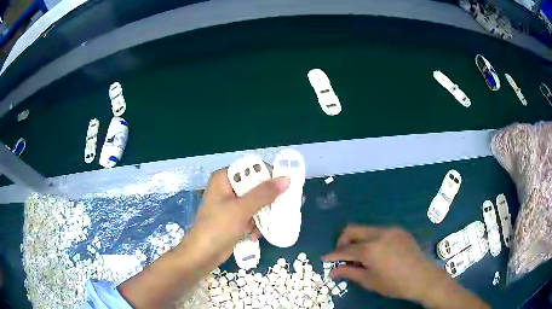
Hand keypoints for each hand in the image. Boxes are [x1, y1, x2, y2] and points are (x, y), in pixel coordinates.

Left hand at [179, 169, 288, 272]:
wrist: (203, 255)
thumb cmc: (218, 228)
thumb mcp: (241, 209)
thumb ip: (264, 193)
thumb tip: (286, 179)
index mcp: (224, 178)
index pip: (252, 168)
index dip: (270, 175)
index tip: (287, 185)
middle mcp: (228, 188)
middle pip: (256, 186)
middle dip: (270, 199)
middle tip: (288, 204)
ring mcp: (231, 204)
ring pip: (256, 202)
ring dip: (264, 214)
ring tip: (272, 223)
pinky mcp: (234, 218)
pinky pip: (252, 215)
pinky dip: (256, 224)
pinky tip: (255, 235)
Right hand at [322, 225, 449, 302]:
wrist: (422, 277)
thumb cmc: (394, 284)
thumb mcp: (369, 281)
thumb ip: (349, 272)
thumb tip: (332, 271)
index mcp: (370, 248)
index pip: (345, 249)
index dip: (333, 255)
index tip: (325, 258)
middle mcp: (379, 234)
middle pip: (353, 230)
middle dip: (342, 241)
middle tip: (341, 255)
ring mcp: (391, 229)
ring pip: (366, 229)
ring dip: (358, 240)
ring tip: (360, 256)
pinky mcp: (399, 230)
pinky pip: (379, 231)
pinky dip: (371, 239)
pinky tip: (375, 252)